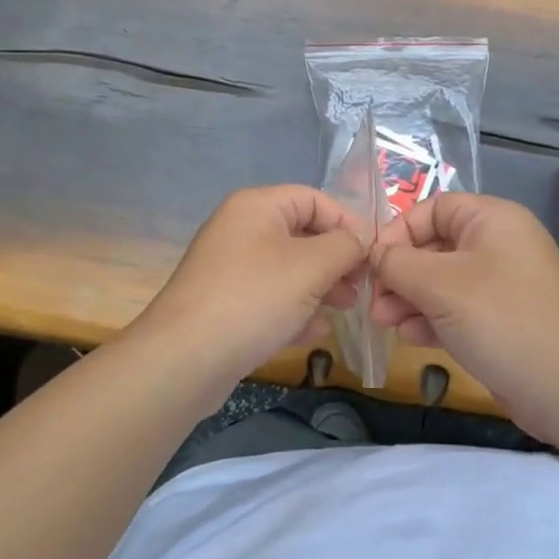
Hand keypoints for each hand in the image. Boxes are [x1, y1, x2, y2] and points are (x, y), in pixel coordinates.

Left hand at [131, 185, 368, 381]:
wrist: (184, 360)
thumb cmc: (253, 299)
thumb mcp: (311, 266)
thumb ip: (345, 246)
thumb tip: (364, 237)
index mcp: (257, 207)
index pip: (314, 199)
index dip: (347, 222)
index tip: (374, 254)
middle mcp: (241, 230)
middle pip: (302, 234)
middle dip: (336, 259)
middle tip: (362, 287)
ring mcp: (231, 269)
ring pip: (288, 269)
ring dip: (321, 286)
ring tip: (346, 309)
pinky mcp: (226, 305)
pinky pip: (270, 298)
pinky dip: (295, 310)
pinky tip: (315, 333)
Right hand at [369, 193, 558, 436]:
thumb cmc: (501, 319)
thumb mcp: (440, 285)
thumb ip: (398, 263)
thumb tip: (376, 256)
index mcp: (492, 220)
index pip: (433, 209)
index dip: (399, 231)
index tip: (374, 263)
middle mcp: (498, 244)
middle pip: (434, 246)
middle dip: (399, 273)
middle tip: (374, 302)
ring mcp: (500, 283)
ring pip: (441, 280)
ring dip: (409, 299)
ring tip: (385, 323)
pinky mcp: (500, 319)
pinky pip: (456, 307)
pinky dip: (431, 317)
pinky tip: (410, 336)